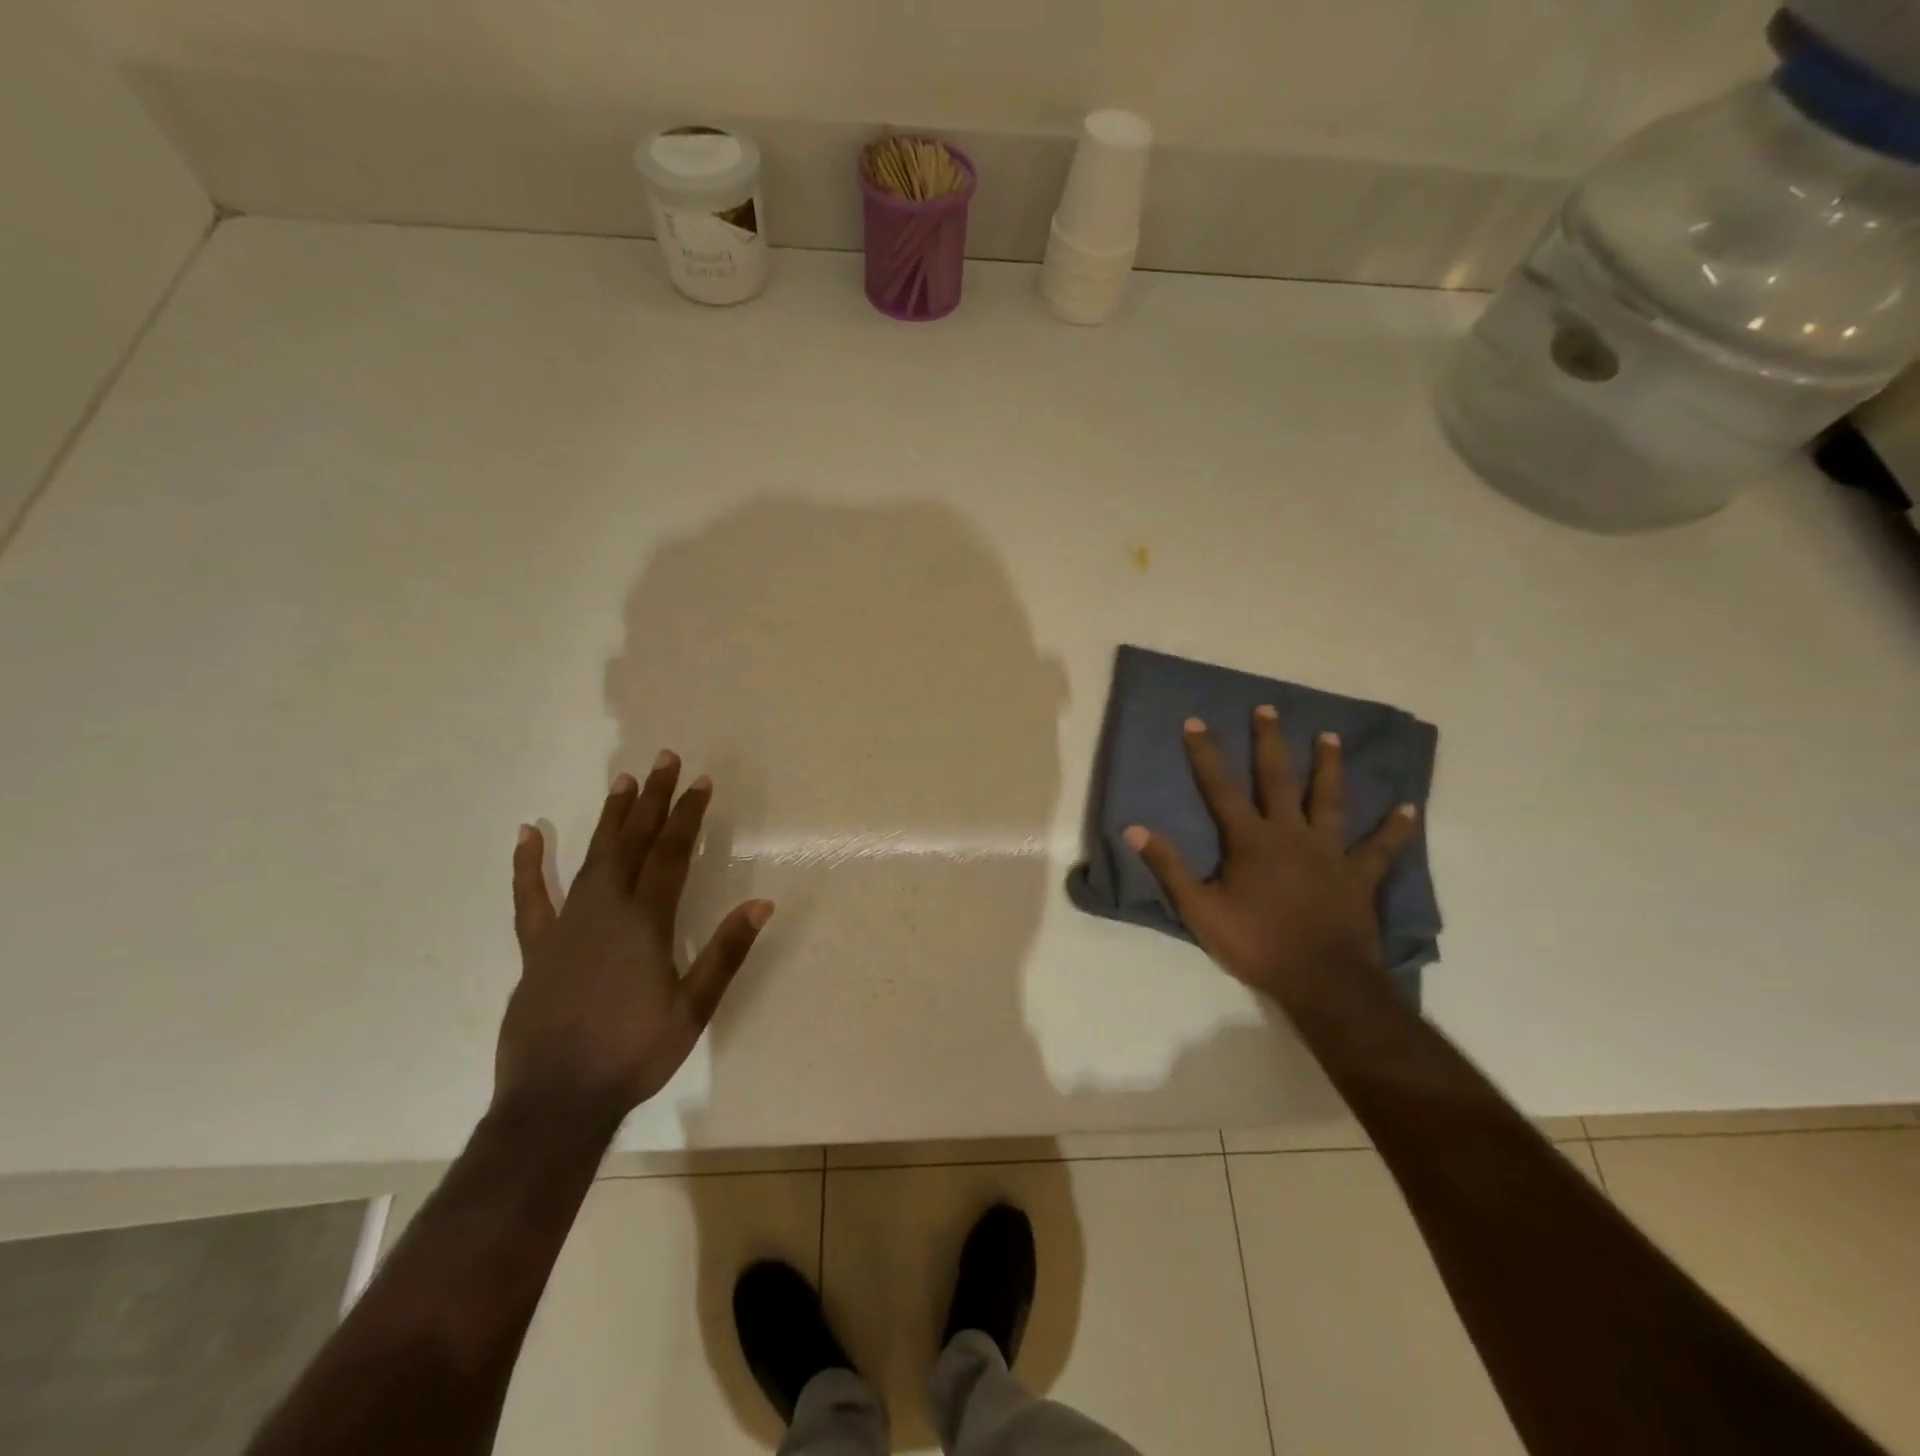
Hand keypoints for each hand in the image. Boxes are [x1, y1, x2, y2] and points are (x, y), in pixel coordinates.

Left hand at [496, 753, 772, 1123]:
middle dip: (651, 800)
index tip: (699, 782)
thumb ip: (725, 952)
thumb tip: (762, 904)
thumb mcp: (693, 1008)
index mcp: (644, 923)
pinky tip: (529, 834)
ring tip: (622, 782)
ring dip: (609, 818)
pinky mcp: (537, 947)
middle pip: (632, 843)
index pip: (670, 855)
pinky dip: (529, 865)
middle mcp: (604, 911)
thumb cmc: (633, 1054)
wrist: (556, 1101)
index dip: (686, 816)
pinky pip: (531, 897)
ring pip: (591, 858)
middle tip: (663, 761)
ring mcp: (565, 926)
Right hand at [1123, 708, 1418, 998]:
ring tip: (1330, 736)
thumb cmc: (1256, 943)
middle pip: (1278, 779)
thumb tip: (1133, 828)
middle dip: (1270, 743)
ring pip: (1329, 800)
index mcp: (1250, 840)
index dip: (1206, 754)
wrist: (1321, 980)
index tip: (1196, 722)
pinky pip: (1380, 848)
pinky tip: (1409, 808)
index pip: (1220, 788)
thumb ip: (1169, 866)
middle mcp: (1291, 834)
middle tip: (1269, 709)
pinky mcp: (1358, 875)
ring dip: (1329, 767)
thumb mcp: (1199, 909)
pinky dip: (1395, 829)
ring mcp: (1329, 852)